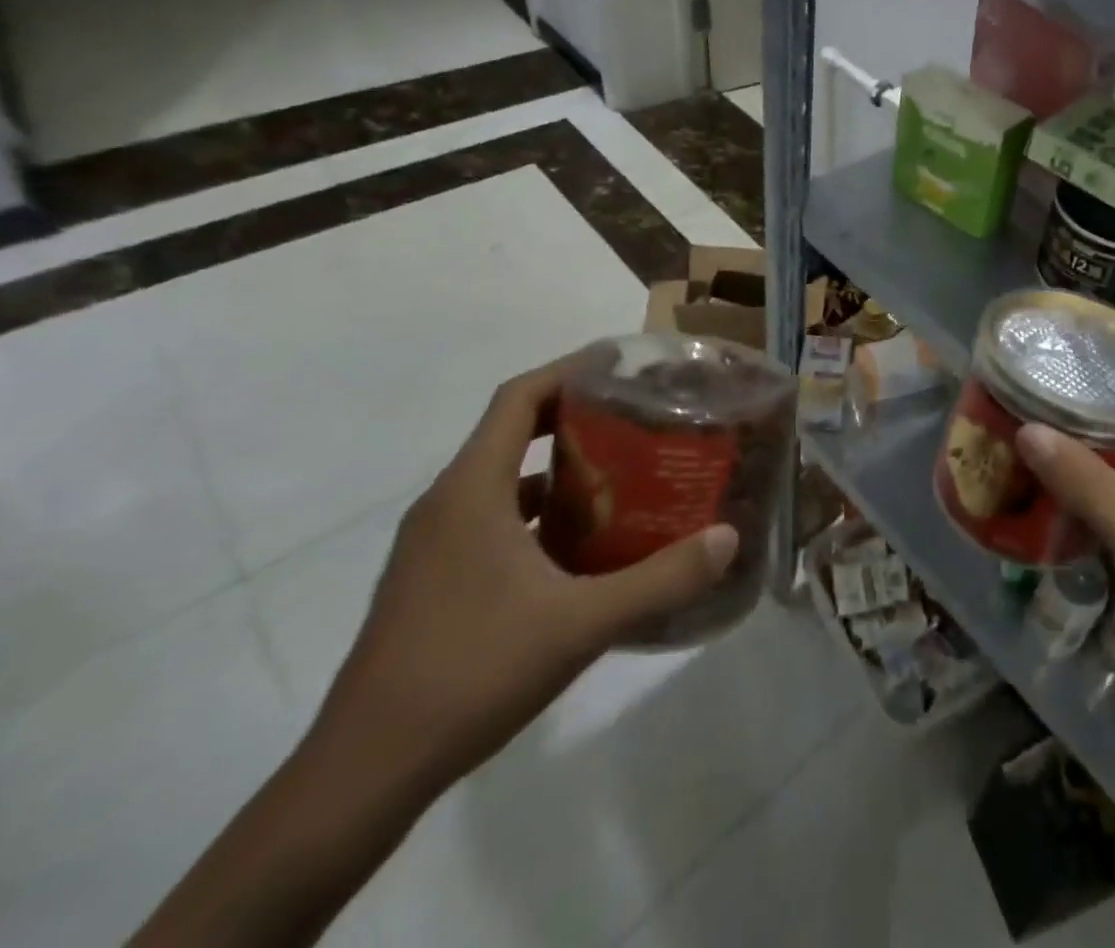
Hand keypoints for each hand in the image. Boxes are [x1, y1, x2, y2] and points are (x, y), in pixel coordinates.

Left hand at [307, 357, 739, 798]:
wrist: (363, 774)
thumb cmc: (472, 672)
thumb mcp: (581, 623)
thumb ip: (661, 578)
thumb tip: (727, 539)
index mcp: (471, 491)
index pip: (518, 398)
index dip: (568, 370)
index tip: (620, 364)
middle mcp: (446, 504)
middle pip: (512, 431)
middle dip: (574, 415)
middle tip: (638, 415)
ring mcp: (433, 545)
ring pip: (502, 479)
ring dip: (557, 467)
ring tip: (621, 471)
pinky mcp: (432, 580)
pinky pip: (491, 518)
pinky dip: (537, 511)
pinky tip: (581, 544)